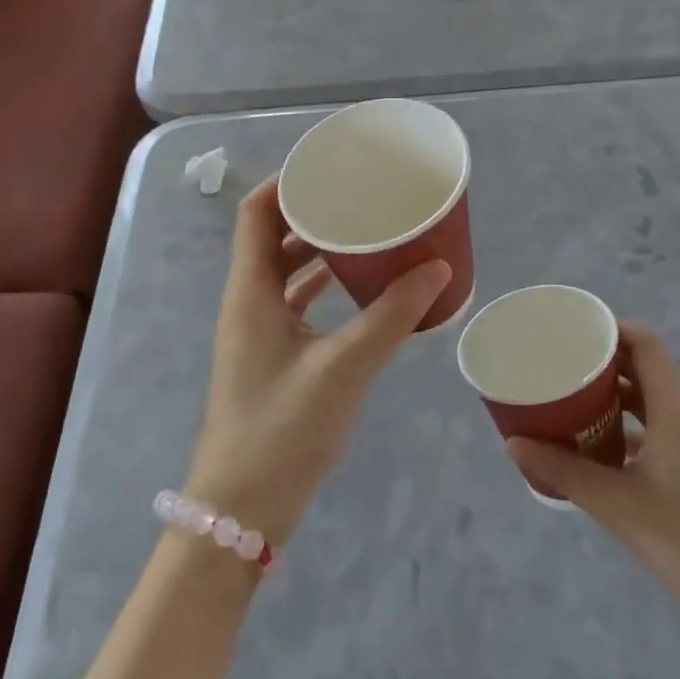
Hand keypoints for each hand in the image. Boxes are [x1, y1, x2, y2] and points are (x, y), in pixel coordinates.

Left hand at [185, 176, 451, 546]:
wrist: (242, 511)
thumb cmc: (283, 431)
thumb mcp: (344, 368)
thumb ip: (392, 317)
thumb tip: (437, 268)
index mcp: (251, 292)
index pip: (256, 213)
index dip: (287, 182)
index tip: (331, 167)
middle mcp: (248, 302)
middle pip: (272, 236)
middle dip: (312, 211)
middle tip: (360, 196)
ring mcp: (257, 331)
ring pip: (285, 270)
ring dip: (319, 248)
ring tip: (366, 231)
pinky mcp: (271, 356)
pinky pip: (295, 302)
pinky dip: (322, 285)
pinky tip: (360, 287)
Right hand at [507, 324, 679, 655]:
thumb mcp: (616, 505)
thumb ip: (563, 471)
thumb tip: (513, 443)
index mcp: (676, 412)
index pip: (649, 346)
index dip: (614, 329)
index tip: (574, 331)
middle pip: (647, 369)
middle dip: (605, 361)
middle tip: (561, 364)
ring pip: (650, 402)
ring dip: (613, 396)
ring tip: (570, 400)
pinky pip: (655, 431)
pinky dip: (625, 427)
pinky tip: (594, 448)